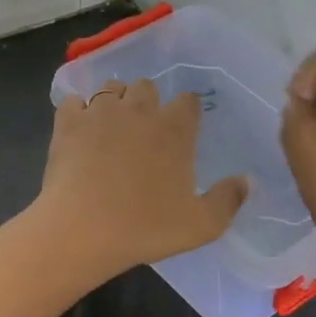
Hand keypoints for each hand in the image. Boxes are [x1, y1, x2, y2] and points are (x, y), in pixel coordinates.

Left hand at [37, 79, 247, 277]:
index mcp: (175, 129)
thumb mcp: (202, 225)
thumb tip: (247, 180)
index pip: (188, 101)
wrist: (82, 230)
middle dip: (147, 102)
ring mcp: (100, 112)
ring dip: (114, 102)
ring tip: (110, 127)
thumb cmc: (145, 229)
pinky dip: (78, 111)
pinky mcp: (67, 122)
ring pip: (110, 88)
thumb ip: (229, 200)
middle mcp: (139, 110)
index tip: (182, 129)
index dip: (186, 111)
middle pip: (147, 86)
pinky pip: (74, 101)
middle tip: (142, 130)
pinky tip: (78, 131)